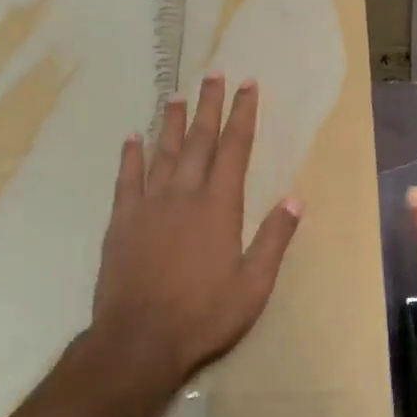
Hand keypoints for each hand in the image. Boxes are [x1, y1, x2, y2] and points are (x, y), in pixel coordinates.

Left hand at [87, 73, 301, 410]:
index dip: (242, 115)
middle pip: (199, 141)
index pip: (235, 150)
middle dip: (209, 106)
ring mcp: (149, 205)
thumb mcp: (253, 285)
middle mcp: (184, 195)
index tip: (247, 86)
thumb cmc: (204, 315)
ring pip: (163, 152)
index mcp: (219, 207)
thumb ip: (273, 239)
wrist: (139, 341)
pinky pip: (127, 179)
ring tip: (176, 95)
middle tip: (214, 75)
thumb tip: (295, 200)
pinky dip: (131, 156)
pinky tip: (132, 137)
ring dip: (171, 122)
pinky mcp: (122, 221)